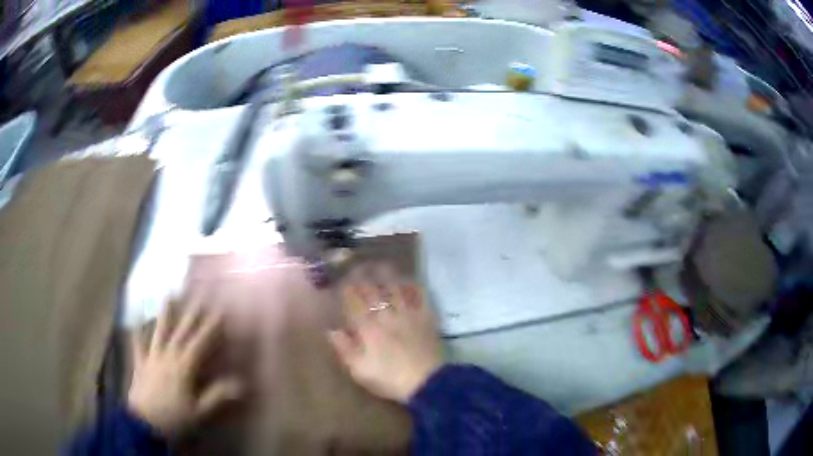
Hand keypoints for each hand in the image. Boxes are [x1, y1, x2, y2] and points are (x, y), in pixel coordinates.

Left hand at [127, 301, 241, 436]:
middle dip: (192, 313)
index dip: (211, 327)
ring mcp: (152, 356)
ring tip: (169, 295)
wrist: (144, 424)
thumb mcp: (199, 411)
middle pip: (182, 332)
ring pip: (160, 331)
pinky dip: (136, 328)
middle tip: (199, 295)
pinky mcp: (140, 362)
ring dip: (165, 313)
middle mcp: (168, 355)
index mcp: (184, 367)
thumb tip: (241, 384)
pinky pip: (137, 342)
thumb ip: (217, 395)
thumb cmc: (175, 418)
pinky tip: (134, 314)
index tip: (220, 311)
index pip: (200, 342)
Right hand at [328, 275, 443, 403]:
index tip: (341, 280)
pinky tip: (410, 280)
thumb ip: (344, 348)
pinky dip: (413, 286)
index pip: (354, 301)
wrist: (426, 382)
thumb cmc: (389, 378)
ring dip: (387, 275)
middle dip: (364, 276)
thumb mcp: (359, 370)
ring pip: (396, 288)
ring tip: (381, 265)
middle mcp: (386, 314)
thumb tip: (331, 330)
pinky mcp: (426, 318)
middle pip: (373, 290)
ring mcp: (408, 314)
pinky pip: (419, 296)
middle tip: (358, 265)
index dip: (347, 288)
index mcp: (368, 327)